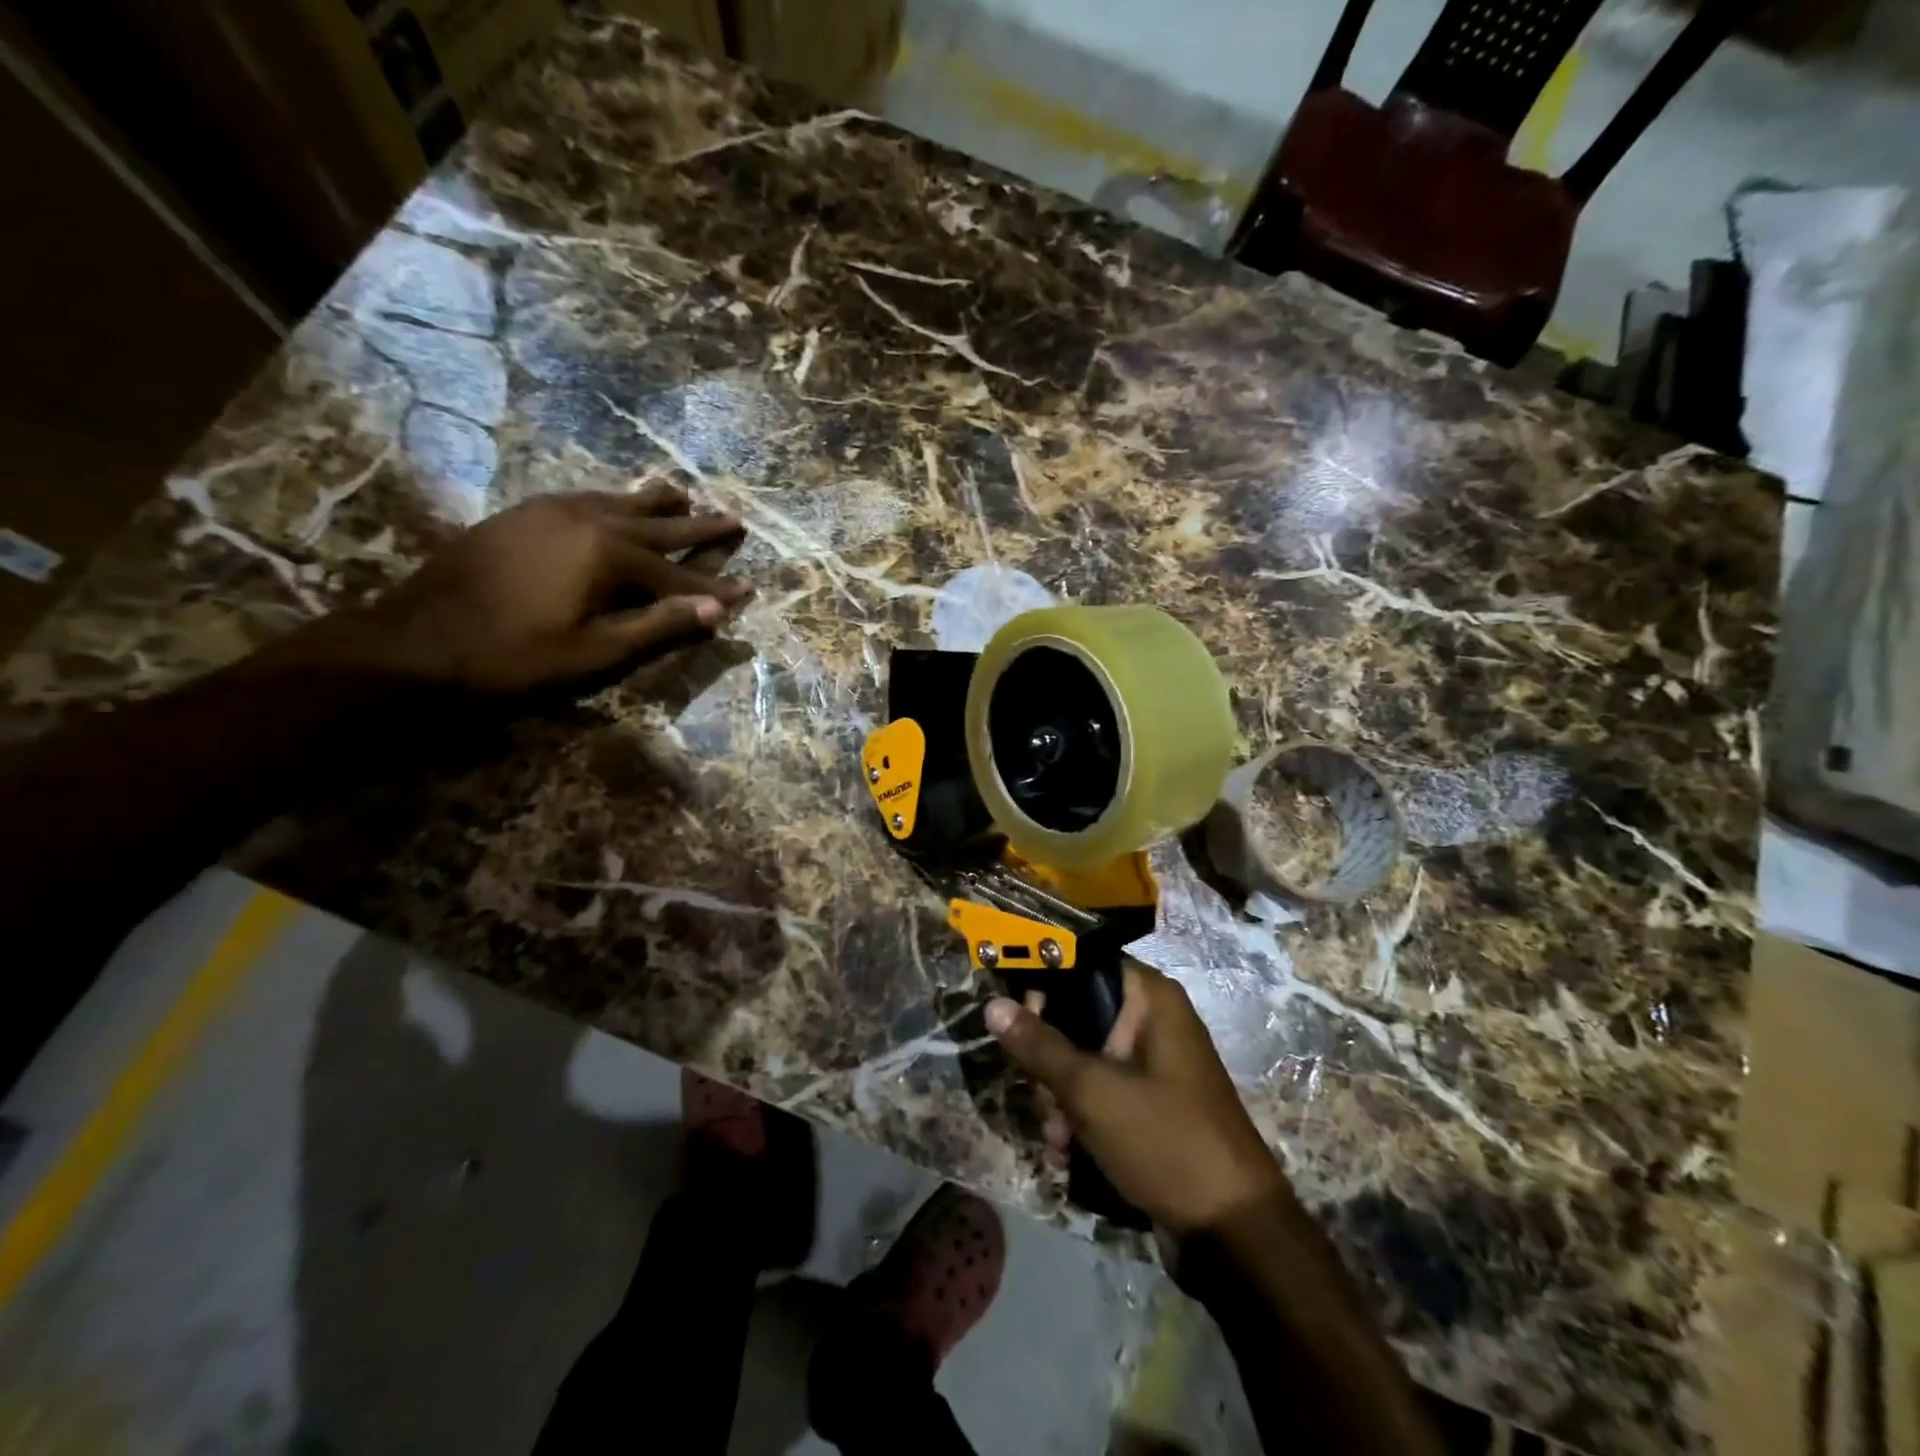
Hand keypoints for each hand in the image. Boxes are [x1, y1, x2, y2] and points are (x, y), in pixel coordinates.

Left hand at [316, 486, 752, 692]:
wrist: (416, 641)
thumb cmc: (514, 656)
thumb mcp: (596, 650)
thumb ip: (659, 625)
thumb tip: (717, 611)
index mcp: (607, 554)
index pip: (676, 573)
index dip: (714, 586)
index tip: (749, 588)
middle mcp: (585, 519)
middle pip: (655, 525)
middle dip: (698, 528)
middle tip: (734, 519)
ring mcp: (549, 511)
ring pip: (618, 502)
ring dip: (655, 504)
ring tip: (683, 495)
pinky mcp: (522, 514)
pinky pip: (584, 499)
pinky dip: (613, 502)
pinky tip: (614, 504)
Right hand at [984, 963, 1289, 1235]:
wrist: (1233, 1236)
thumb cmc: (1164, 1141)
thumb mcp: (1093, 1091)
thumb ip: (1040, 1046)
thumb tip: (993, 1005)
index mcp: (1152, 1000)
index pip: (1085, 966)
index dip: (1047, 986)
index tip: (1017, 1020)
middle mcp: (1155, 1023)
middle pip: (1079, 1017)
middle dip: (1051, 1062)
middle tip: (1043, 1096)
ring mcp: (1155, 1068)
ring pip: (1085, 1061)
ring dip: (1060, 1098)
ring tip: (1057, 1137)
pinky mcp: (1151, 1107)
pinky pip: (1102, 1094)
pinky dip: (1081, 1119)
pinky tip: (1068, 1153)